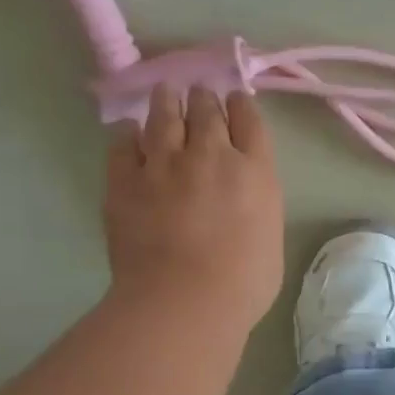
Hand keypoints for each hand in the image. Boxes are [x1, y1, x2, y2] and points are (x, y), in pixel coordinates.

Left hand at [102, 86, 284, 331]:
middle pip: (206, 111)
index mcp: (254, 171)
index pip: (249, 121)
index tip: (235, 99)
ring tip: (165, 93)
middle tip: (199, 93)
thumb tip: (243, 192)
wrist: (184, 301)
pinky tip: (129, 132)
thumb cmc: (243, 282)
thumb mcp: (271, 234)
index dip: (241, 104)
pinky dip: (128, 134)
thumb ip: (258, 201)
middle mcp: (211, 155)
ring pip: (164, 116)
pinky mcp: (125, 180)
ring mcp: (164, 164)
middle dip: (204, 98)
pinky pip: (123, 144)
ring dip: (166, 101)